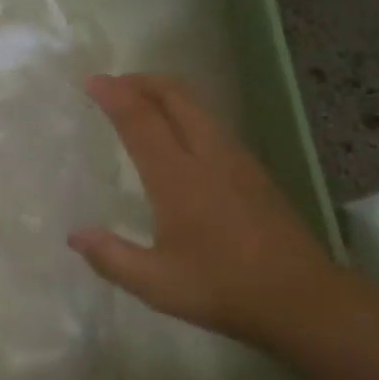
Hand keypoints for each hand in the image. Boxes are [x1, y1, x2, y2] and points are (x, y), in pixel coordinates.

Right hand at [69, 74, 341, 348]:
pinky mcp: (255, 171)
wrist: (303, 298)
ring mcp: (237, 159)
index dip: (114, 95)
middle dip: (142, 81)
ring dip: (166, 94)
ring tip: (141, 102)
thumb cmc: (223, 289)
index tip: (91, 81)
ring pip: (199, 106)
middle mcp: (208, 156)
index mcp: (178, 178)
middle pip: (175, 96)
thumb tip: (75, 235)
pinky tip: (180, 136)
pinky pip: (213, 123)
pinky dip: (187, 112)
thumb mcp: (156, 284)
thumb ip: (111, 257)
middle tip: (113, 84)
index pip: (140, 120)